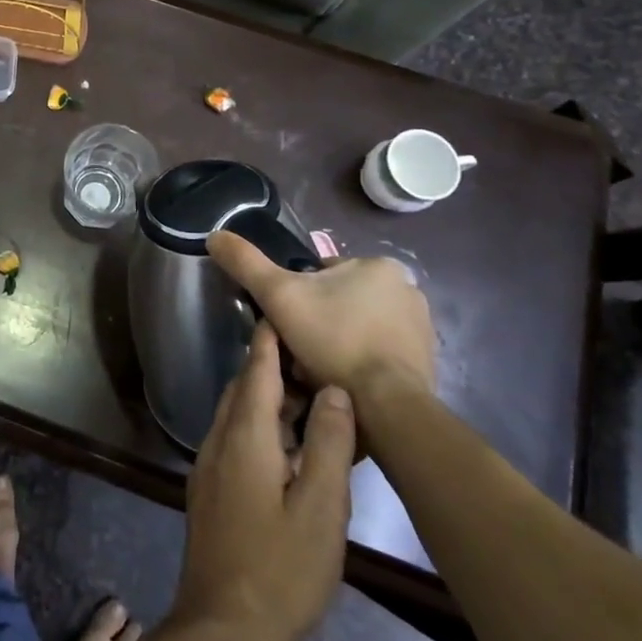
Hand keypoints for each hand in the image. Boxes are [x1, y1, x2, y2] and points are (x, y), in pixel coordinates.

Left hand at [170, 323, 355, 640]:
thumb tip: (334, 390)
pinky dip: (260, 429)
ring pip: (237, 416)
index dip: (269, 342)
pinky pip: (234, 441)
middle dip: (272, 370)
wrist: (225, 626)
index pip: (256, 372)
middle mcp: (218, 441)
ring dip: (267, 402)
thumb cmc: (281, 568)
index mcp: (243, 436)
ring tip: (308, 401)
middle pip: (244, 390)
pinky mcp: (210, 491)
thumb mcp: (321, 507)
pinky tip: (287, 448)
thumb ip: (327, 443)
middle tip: (311, 361)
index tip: (281, 312)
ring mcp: (209, 467)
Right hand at [207, 234, 437, 404]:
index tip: (288, 322)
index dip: (297, 297)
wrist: (386, 405)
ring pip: (359, 327)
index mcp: (379, 266)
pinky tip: (344, 381)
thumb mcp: (278, 296)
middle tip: (300, 349)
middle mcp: (408, 289)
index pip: (322, 274)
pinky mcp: (427, 362)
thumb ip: (246, 263)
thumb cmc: (333, 341)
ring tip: (320, 370)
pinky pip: (380, 353)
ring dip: (339, 343)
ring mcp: (421, 328)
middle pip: (341, 300)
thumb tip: (214, 235)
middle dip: (320, 321)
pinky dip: (361, 363)